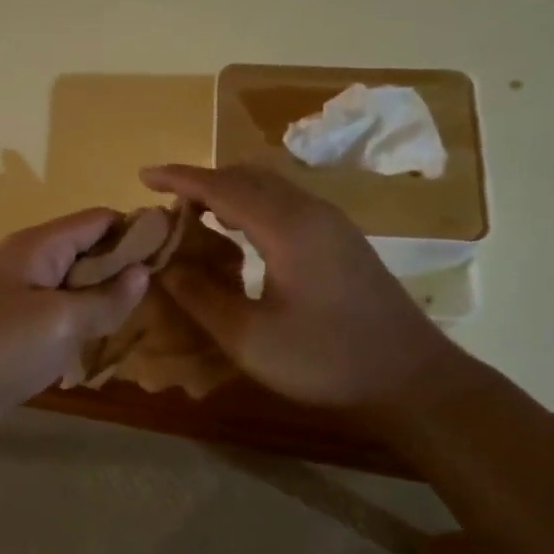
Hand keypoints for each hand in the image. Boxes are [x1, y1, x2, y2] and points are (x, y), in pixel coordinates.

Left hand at [0, 209, 149, 442]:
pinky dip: (80, 323)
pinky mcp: (10, 328)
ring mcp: (16, 296)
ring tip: (143, 319)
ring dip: (103, 299)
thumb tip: (142, 272)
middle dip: (123, 268)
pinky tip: (103, 344)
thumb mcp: (62, 322)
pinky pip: (56, 315)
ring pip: (72, 286)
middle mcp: (27, 261)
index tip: (175, 254)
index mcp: (38, 245)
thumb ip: (106, 298)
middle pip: (86, 251)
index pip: (98, 219)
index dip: (137, 230)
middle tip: (165, 294)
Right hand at [139, 164, 459, 414]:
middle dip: (202, 182)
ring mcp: (331, 223)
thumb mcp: (249, 338)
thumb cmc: (325, 359)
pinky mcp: (342, 239)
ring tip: (195, 217)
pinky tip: (240, 236)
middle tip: (166, 205)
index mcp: (286, 226)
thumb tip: (164, 265)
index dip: (179, 179)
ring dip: (229, 193)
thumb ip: (200, 297)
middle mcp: (310, 211)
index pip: (221, 186)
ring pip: (270, 187)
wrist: (409, 377)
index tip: (143, 177)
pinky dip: (252, 206)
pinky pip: (286, 203)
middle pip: (247, 176)